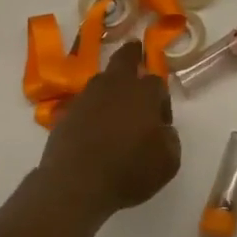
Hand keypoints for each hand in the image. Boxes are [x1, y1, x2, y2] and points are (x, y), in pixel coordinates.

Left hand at [39, 40, 180, 218]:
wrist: (77, 184)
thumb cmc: (130, 171)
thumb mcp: (168, 162)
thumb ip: (170, 139)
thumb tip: (162, 130)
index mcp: (143, 93)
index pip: (157, 82)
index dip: (162, 99)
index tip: (161, 120)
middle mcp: (114, 86)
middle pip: (124, 59)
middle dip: (132, 54)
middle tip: (136, 51)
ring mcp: (86, 97)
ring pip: (102, 80)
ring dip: (111, 86)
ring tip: (115, 103)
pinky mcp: (66, 114)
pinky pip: (84, 103)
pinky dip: (92, 109)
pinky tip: (95, 128)